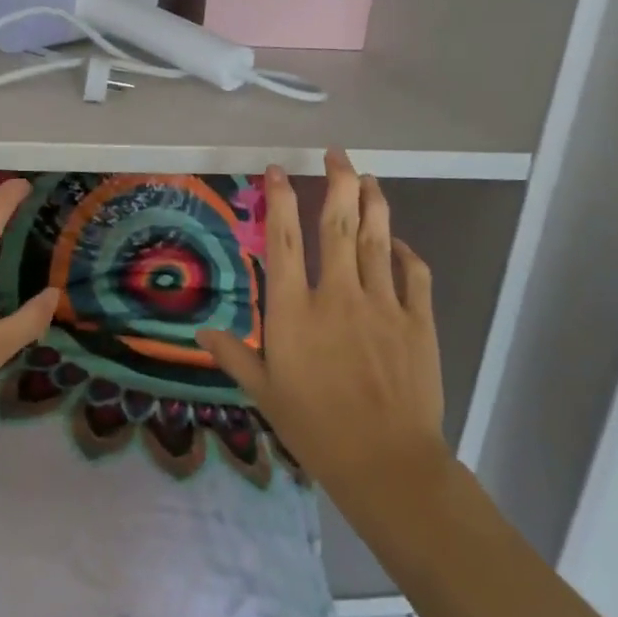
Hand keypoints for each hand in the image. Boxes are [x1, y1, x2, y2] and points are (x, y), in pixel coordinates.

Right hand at [198, 150, 447, 500]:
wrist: (386, 462)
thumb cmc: (315, 427)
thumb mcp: (264, 392)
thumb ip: (234, 355)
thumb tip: (200, 334)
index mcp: (295, 309)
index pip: (284, 238)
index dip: (280, 197)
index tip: (278, 169)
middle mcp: (338, 294)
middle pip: (338, 224)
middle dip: (338, 181)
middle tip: (337, 154)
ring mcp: (382, 304)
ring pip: (378, 239)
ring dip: (373, 203)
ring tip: (369, 178)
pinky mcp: (417, 321)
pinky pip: (414, 274)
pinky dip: (406, 252)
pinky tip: (399, 241)